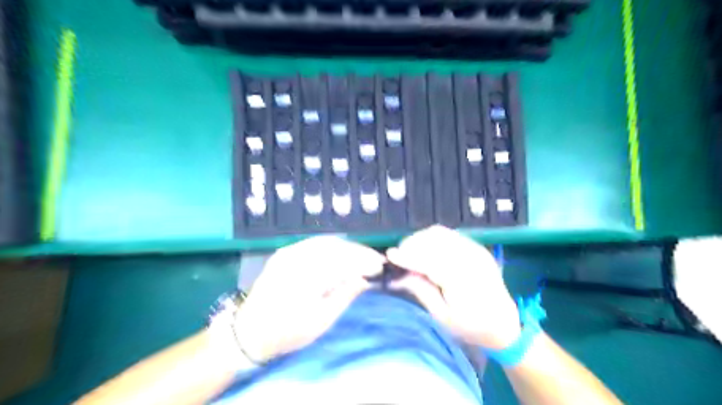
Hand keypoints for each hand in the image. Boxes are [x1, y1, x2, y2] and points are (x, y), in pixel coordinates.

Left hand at [236, 236, 383, 362]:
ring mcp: (289, 252)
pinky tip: (341, 252)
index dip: (364, 260)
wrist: (249, 331)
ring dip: (347, 247)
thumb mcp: (321, 321)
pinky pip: (313, 243)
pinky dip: (331, 246)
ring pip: (326, 242)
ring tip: (361, 256)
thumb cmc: (287, 332)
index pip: (344, 261)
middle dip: (358, 252)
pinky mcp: (284, 252)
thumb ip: (344, 295)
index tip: (380, 265)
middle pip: (337, 247)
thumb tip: (364, 278)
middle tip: (374, 260)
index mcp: (307, 277)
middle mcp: (298, 258)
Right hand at [389, 226, 518, 349]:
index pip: (430, 261)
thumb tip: (399, 275)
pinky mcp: (477, 247)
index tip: (390, 255)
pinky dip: (433, 238)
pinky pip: (449, 234)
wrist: (505, 324)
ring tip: (410, 252)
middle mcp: (471, 259)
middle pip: (434, 240)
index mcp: (463, 280)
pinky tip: (426, 249)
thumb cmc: (472, 327)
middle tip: (400, 256)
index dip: (408, 256)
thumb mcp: (443, 317)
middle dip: (412, 244)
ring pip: (441, 233)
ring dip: (421, 239)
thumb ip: (422, 291)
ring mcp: (476, 250)